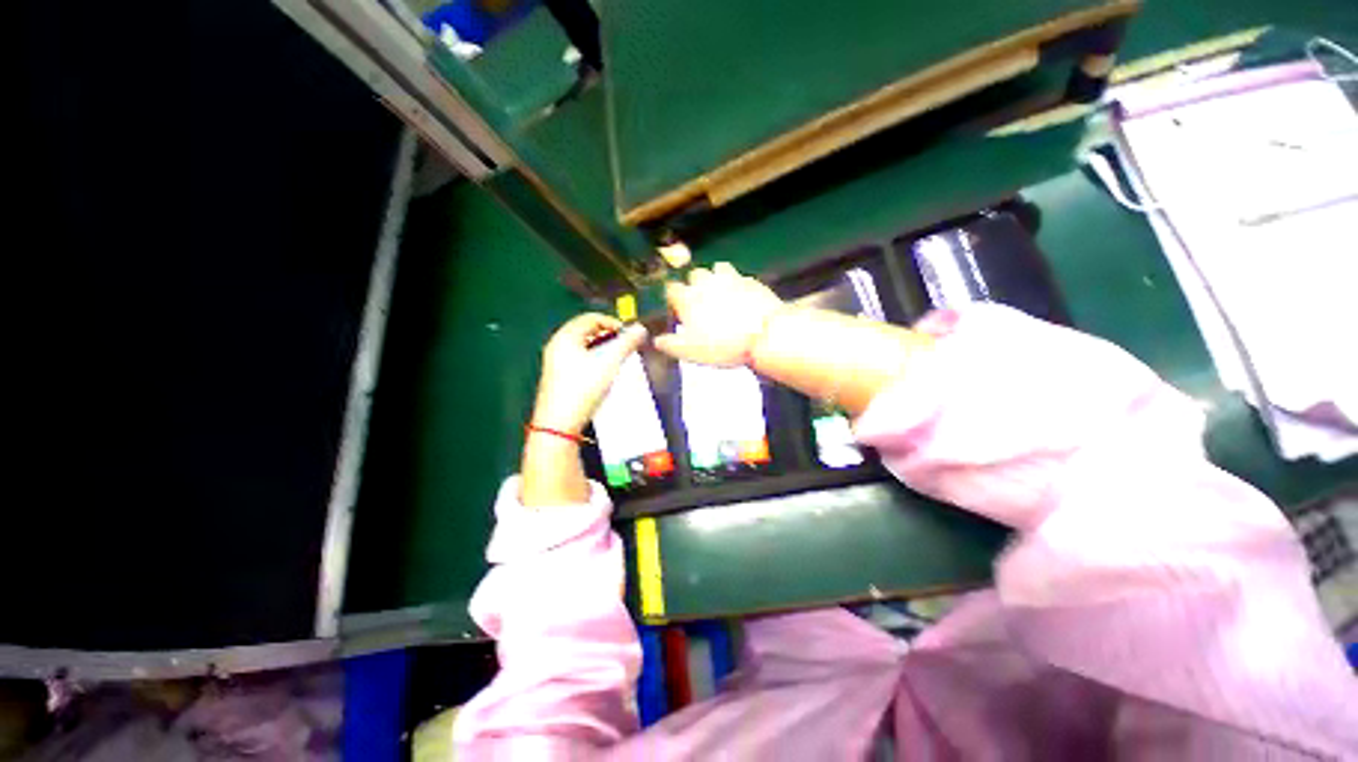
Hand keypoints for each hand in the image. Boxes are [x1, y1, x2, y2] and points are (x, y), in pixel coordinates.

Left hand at [530, 314, 648, 435]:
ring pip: (583, 346)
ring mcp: (555, 362)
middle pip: (586, 331)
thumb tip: (641, 329)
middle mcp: (557, 345)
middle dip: (609, 336)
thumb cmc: (583, 388)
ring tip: (618, 359)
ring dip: (603, 348)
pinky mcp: (558, 377)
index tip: (629, 335)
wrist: (559, 424)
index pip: (591, 318)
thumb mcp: (608, 363)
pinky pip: (579, 359)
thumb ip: (626, 344)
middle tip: (625, 346)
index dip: (613, 322)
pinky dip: (594, 359)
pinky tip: (604, 372)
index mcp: (565, 337)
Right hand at [654, 262, 784, 366]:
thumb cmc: (722, 345)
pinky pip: (740, 278)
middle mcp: (706, 282)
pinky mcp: (752, 281)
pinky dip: (737, 285)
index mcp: (688, 298)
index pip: (671, 289)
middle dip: (694, 285)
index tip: (677, 309)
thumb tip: (657, 341)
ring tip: (721, 295)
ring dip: (716, 278)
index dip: (673, 298)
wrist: (764, 336)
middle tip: (700, 302)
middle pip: (694, 274)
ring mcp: (731, 278)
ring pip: (718, 269)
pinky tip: (742, 298)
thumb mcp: (690, 352)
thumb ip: (670, 344)